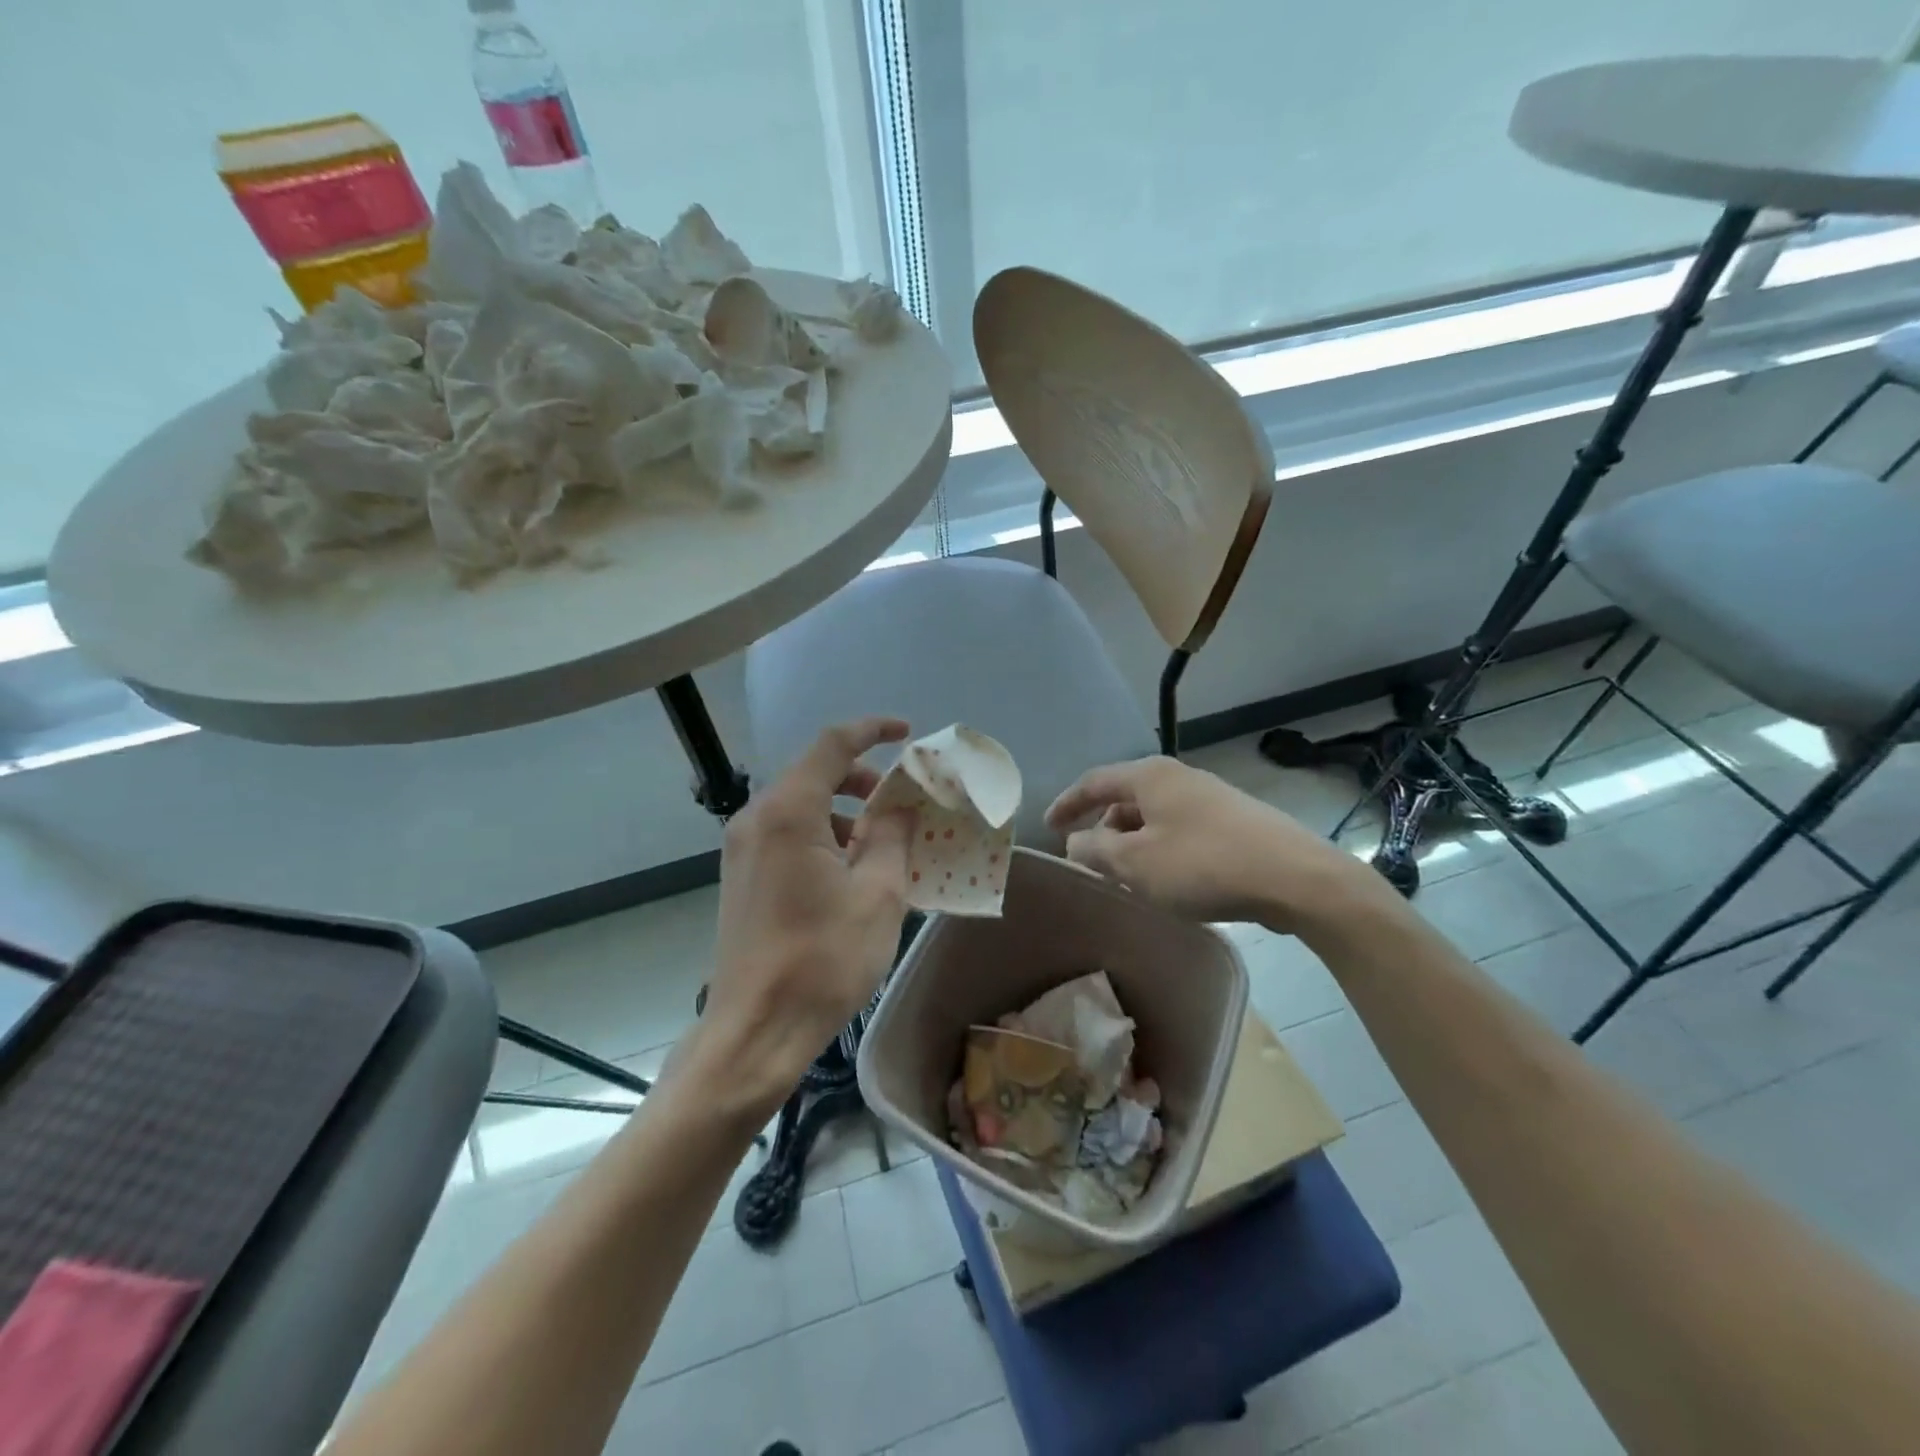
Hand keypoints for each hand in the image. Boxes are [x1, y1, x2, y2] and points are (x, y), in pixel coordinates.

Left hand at [693, 717, 913, 1118]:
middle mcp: (756, 819)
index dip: (872, 731)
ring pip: (800, 806)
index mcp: (788, 812)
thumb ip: (893, 835)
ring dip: (844, 811)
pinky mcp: (741, 877)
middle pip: (814, 774)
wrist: (755, 1031)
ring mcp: (742, 849)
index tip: (907, 733)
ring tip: (883, 844)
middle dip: (862, 778)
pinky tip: (850, 872)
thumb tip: (899, 805)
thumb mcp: (879, 893)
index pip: (833, 746)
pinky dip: (823, 836)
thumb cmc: (823, 959)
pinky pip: (787, 835)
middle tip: (901, 801)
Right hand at [1046, 756, 1383, 934]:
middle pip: (1125, 797)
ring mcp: (1210, 797)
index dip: (1067, 803)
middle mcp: (1179, 777)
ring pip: (1154, 816)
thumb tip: (1076, 841)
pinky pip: (1180, 829)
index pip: (1094, 781)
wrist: (1297, 878)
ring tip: (1125, 874)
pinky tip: (1166, 878)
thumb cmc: (1204, 865)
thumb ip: (1095, 849)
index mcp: (1150, 776)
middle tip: (1088, 858)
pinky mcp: (1234, 821)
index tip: (1047, 827)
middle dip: (1101, 827)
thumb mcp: (1135, 863)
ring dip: (1132, 841)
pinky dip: (1159, 848)